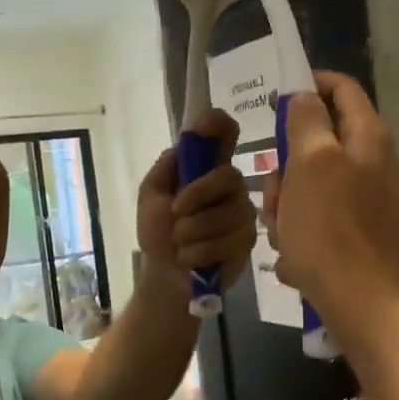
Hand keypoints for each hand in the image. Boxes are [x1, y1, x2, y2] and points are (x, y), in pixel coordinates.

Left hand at [136, 109, 256, 288]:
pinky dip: (199, 252)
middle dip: (195, 198)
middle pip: (227, 177)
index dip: (219, 125)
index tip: (209, 123)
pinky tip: (192, 258)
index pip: (223, 136)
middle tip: (175, 216)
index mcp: (207, 170)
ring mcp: (243, 214)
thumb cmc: (158, 233)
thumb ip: (164, 171)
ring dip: (191, 233)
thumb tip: (180, 147)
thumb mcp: (150, 198)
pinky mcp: (248, 241)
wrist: (166, 276)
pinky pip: (226, 241)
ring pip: (224, 214)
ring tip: (181, 244)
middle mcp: (231, 187)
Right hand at [262, 72, 398, 321]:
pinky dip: (302, 228)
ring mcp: (369, 200)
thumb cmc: (328, 227)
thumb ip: (307, 120)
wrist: (358, 299)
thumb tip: (305, 95)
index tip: (277, 98)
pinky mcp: (359, 231)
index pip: (343, 89)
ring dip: (288, 202)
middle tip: (276, 187)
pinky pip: (320, 216)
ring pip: (313, 183)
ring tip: (282, 231)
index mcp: (369, 138)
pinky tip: (293, 254)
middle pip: (320, 142)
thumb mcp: (310, 162)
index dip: (310, 84)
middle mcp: (375, 163)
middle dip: (288, 163)